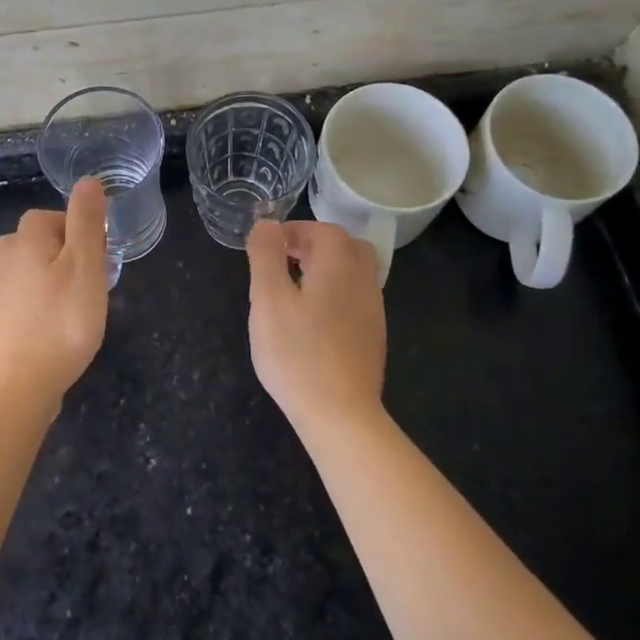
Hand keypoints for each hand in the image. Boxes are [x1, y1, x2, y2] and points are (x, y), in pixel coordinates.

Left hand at [0, 177, 109, 399]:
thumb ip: (86, 220)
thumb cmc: (63, 319)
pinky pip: (18, 292)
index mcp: (25, 238)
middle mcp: (3, 256)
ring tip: (72, 300)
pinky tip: (48, 316)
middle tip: (90, 283)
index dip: (80, 233)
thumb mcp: (86, 265)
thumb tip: (87, 181)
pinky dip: (34, 297)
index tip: (99, 260)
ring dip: (49, 274)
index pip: (53, 216)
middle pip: (39, 239)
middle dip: (66, 253)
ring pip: (28, 265)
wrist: (24, 381)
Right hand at [245, 220, 386, 432]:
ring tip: (294, 287)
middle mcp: (363, 281)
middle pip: (345, 246)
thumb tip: (267, 224)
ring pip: (354, 271)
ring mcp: (373, 310)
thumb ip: (266, 256)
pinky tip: (313, 319)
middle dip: (314, 244)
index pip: (322, 229)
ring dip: (326, 267)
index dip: (294, 230)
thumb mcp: (268, 300)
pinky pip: (356, 297)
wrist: (341, 414)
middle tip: (283, 260)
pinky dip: (335, 292)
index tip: (268, 246)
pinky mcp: (373, 336)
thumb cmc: (297, 354)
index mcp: (339, 266)